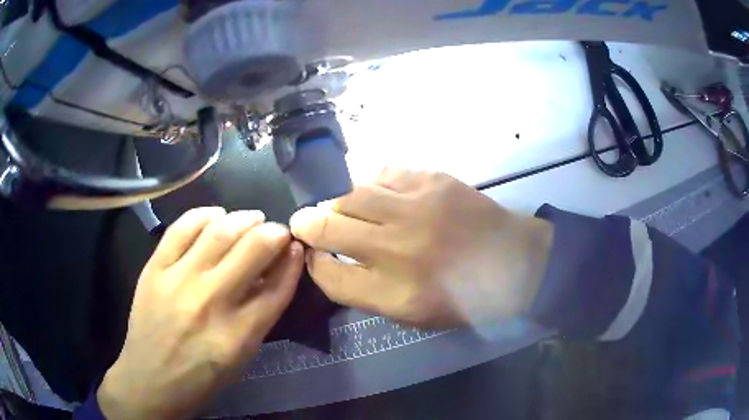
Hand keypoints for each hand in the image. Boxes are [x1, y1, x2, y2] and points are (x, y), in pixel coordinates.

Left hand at [98, 208, 302, 419]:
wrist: (149, 380)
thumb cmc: (201, 378)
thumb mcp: (240, 357)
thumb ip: (260, 316)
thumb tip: (274, 273)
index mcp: (238, 334)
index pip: (277, 286)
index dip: (292, 261)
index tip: (296, 247)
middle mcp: (210, 302)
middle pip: (253, 249)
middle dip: (274, 232)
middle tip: (277, 231)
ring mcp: (178, 280)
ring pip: (219, 231)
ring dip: (244, 218)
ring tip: (252, 219)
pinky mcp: (154, 269)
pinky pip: (182, 228)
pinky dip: (204, 215)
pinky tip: (216, 215)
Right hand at [290, 168, 553, 328]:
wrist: (515, 262)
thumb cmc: (464, 298)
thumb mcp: (412, 315)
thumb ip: (366, 291)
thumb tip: (329, 260)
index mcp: (394, 295)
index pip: (328, 275)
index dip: (313, 263)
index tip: (311, 255)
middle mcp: (398, 250)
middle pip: (328, 228)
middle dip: (307, 224)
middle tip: (303, 221)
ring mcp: (416, 209)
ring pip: (349, 195)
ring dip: (337, 202)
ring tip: (340, 207)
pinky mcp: (432, 180)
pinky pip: (382, 174)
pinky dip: (372, 185)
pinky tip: (378, 196)